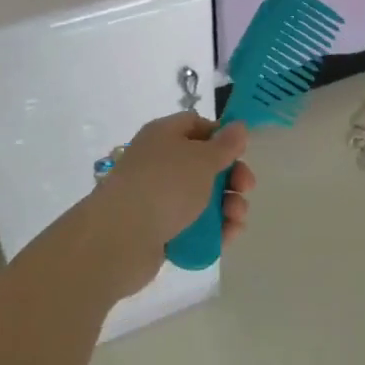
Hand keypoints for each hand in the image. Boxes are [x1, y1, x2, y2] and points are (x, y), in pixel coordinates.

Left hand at [93, 112, 254, 296]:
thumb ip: (225, 145)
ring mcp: (157, 197)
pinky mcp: (158, 230)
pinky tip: (228, 236)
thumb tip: (239, 126)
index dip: (222, 136)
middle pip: (204, 164)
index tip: (241, 152)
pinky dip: (213, 229)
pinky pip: (192, 225)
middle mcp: (159, 162)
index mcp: (165, 135)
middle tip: (246, 188)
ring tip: (237, 219)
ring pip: (202, 197)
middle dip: (231, 177)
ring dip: (227, 206)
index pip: (197, 125)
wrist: (118, 240)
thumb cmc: (165, 186)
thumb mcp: (202, 159)